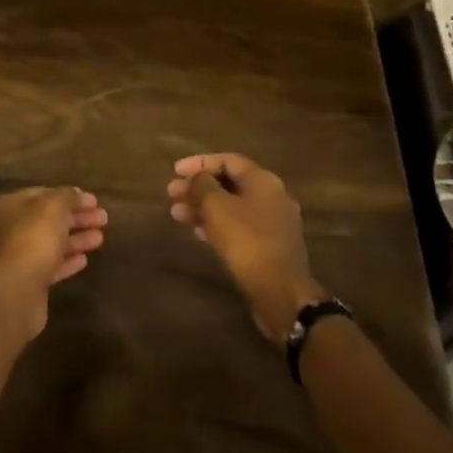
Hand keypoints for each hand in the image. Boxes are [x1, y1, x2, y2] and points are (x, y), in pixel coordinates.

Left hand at [0, 187, 108, 338]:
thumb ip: (67, 197)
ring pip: (51, 243)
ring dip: (76, 239)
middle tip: (104, 218)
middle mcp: (9, 229)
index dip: (69, 196)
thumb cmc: (33, 239)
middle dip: (77, 218)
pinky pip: (50, 266)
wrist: (17, 291)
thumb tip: (77, 193)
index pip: (43, 194)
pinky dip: (67, 261)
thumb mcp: (54, 207)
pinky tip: (84, 260)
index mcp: (10, 206)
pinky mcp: (27, 282)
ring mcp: (17, 257)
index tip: (94, 201)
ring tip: (100, 238)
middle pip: (48, 219)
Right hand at [168, 153, 325, 342]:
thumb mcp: (217, 206)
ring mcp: (272, 223)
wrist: (280, 292)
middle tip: (172, 194)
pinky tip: (197, 232)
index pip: (227, 160)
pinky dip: (217, 225)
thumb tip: (199, 178)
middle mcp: (271, 197)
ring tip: (177, 215)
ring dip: (203, 208)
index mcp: (263, 180)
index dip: (199, 163)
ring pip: (231, 207)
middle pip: (229, 184)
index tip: (175, 171)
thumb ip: (203, 185)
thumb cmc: (246, 241)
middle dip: (198, 187)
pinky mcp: (269, 247)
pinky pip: (238, 227)